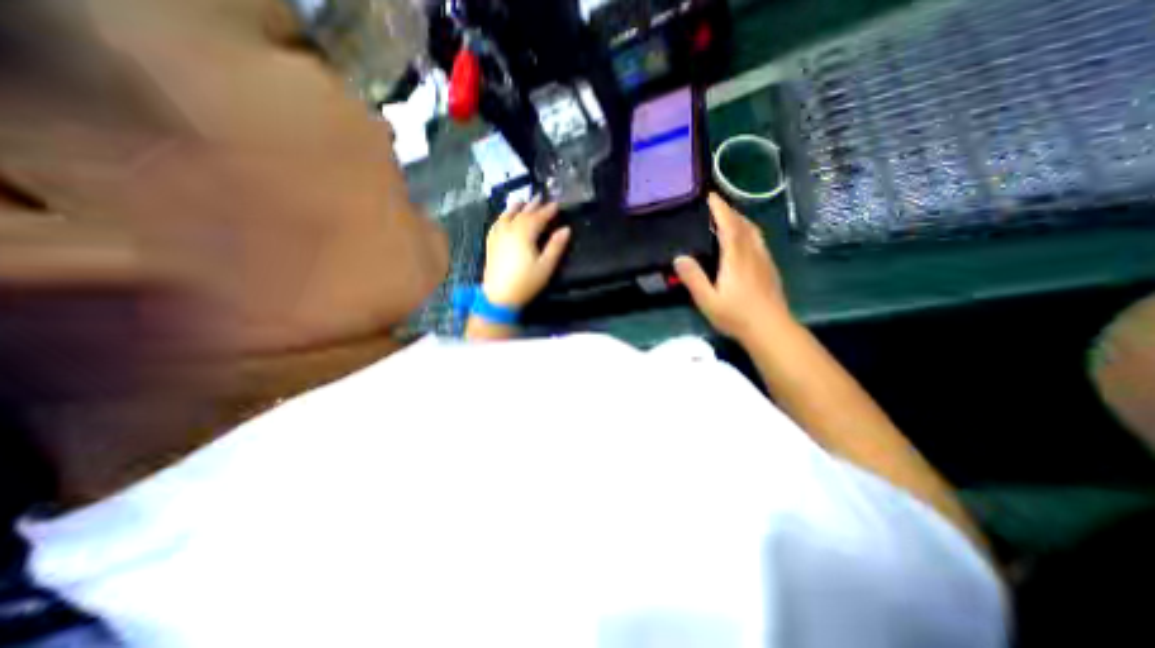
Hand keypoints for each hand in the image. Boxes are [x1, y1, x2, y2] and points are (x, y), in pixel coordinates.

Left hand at [481, 197, 569, 308]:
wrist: (499, 297)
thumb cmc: (526, 282)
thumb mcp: (546, 266)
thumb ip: (556, 246)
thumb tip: (566, 230)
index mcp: (524, 234)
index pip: (538, 217)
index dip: (548, 211)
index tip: (557, 205)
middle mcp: (510, 231)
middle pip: (523, 214)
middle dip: (533, 205)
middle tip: (541, 198)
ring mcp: (498, 236)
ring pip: (507, 216)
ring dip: (515, 207)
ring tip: (521, 201)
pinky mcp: (491, 244)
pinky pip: (496, 224)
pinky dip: (502, 217)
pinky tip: (503, 218)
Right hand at [668, 192, 795, 340]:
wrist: (771, 329)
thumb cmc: (736, 316)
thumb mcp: (708, 300)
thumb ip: (693, 278)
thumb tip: (679, 258)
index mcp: (736, 258)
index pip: (729, 226)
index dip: (720, 209)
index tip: (711, 196)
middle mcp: (752, 254)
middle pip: (744, 225)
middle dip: (731, 212)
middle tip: (717, 206)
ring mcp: (764, 261)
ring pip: (754, 232)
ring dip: (742, 220)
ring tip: (730, 219)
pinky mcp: (770, 269)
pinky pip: (759, 242)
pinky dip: (749, 233)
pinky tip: (745, 242)